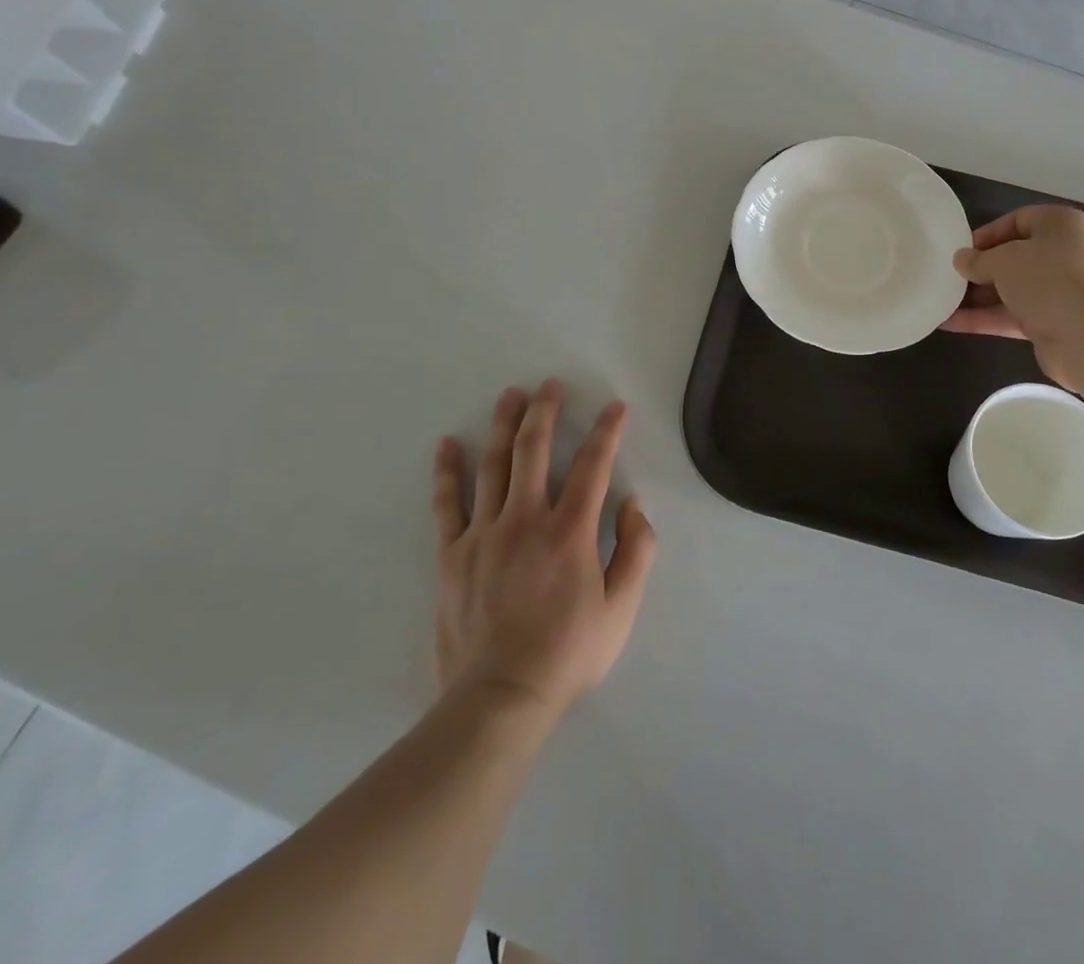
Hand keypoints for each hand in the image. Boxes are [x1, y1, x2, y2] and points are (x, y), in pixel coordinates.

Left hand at [433, 380, 657, 720]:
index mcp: (570, 531)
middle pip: (534, 449)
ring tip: (510, 395)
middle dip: (545, 410)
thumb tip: (634, 504)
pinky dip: (448, 471)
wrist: (498, 699)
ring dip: (503, 425)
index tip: (615, 407)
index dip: (607, 431)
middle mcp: (525, 519)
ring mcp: (483, 533)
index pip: (593, 465)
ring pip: (493, 465)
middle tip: (549, 384)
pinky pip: (447, 503)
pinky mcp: (451, 554)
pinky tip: (449, 444)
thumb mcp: (621, 609)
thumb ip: (636, 552)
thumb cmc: (567, 654)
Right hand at [940, 205, 1083, 388]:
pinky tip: (950, 324)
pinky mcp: (1053, 322)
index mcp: (1061, 225)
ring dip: (977, 297)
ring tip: (941, 302)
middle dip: (980, 269)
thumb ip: (977, 259)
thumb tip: (961, 260)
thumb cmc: (1047, 279)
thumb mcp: (1003, 260)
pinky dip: (984, 319)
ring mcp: (1060, 291)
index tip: (960, 250)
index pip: (1018, 220)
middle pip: (1014, 257)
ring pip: (1011, 289)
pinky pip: (1012, 315)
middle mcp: (1065, 254)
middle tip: (949, 277)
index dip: (987, 234)